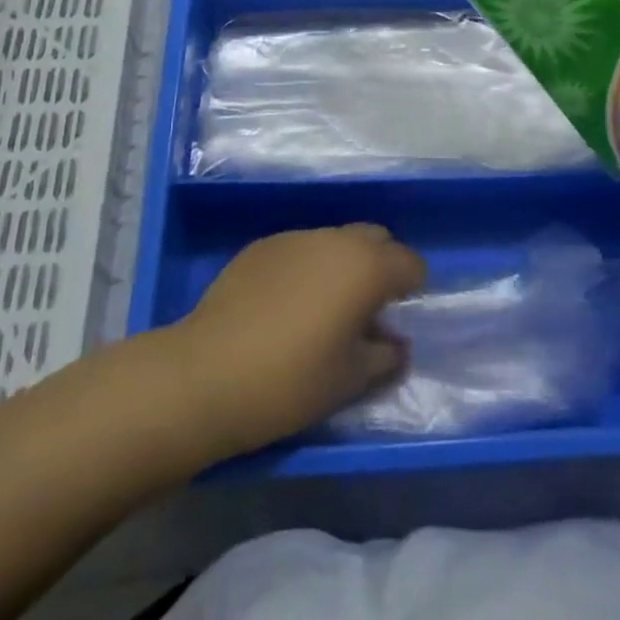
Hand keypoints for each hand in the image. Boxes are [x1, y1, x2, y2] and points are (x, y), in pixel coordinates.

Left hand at [170, 224, 426, 457]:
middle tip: (369, 307)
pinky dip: (307, 267)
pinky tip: (286, 304)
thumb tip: (397, 343)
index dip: (413, 287)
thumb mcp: (349, 380)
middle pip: (375, 238)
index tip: (401, 315)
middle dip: (381, 264)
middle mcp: (335, 240)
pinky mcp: (261, 246)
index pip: (410, 262)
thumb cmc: (290, 381)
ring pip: (335, 240)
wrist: (206, 374)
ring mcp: (295, 238)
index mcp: (366, 267)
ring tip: (325, 307)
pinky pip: (300, 249)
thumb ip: (385, 356)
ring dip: (342, 264)